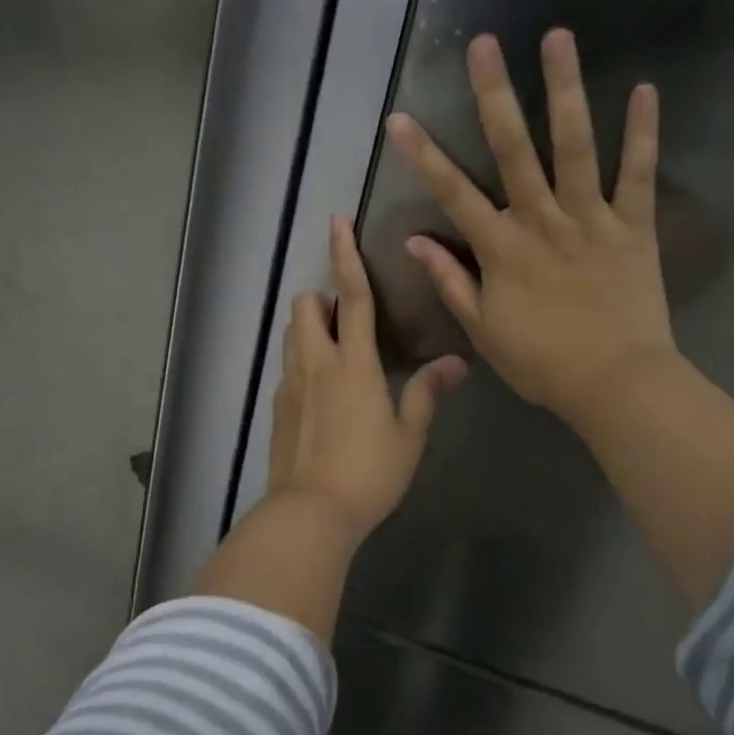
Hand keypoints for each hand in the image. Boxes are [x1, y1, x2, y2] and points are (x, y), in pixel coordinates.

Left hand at [267, 215, 468, 540]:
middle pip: (305, 306)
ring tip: (334, 349)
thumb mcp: (409, 434)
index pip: (351, 296)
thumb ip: (428, 393)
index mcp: (352, 362)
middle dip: (321, 297)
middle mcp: (315, 362)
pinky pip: (287, 367)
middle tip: (345, 316)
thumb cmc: (369, 472)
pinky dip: (302, 362)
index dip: (346, 256)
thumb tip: (456, 363)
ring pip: (291, 333)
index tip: (337, 222)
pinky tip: (320, 392)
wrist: (310, 513)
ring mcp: (290, 384)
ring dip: (309, 327)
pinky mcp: (277, 407)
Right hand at [386, 28, 676, 429]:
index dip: (423, 155)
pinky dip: (642, 133)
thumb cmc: (543, 362)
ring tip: (558, 38)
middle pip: (513, 149)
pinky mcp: (633, 226)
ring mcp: (591, 218)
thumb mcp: (483, 330)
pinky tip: (644, 89)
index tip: (398, 118)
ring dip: (564, 91)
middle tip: (486, 44)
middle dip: (495, 94)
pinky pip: (639, 174)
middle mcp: (541, 220)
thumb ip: (450, 281)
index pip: (452, 193)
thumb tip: (413, 240)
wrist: (618, 385)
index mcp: (501, 248)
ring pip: (575, 146)